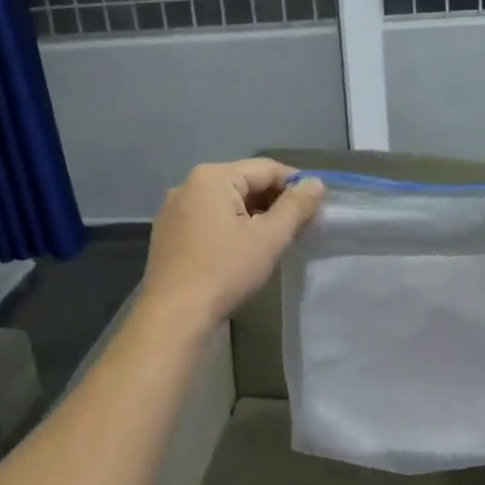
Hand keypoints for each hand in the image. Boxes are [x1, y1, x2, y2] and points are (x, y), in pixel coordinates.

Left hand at [137, 160, 324, 331]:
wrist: (174, 316)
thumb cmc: (225, 272)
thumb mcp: (269, 238)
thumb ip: (296, 206)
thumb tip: (316, 183)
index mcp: (213, 177)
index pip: (266, 169)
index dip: (296, 185)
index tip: (316, 208)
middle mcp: (189, 184)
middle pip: (244, 182)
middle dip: (274, 202)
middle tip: (299, 228)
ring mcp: (174, 209)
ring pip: (226, 202)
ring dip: (253, 216)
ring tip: (274, 240)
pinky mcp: (168, 232)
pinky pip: (208, 218)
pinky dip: (230, 226)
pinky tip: (242, 250)